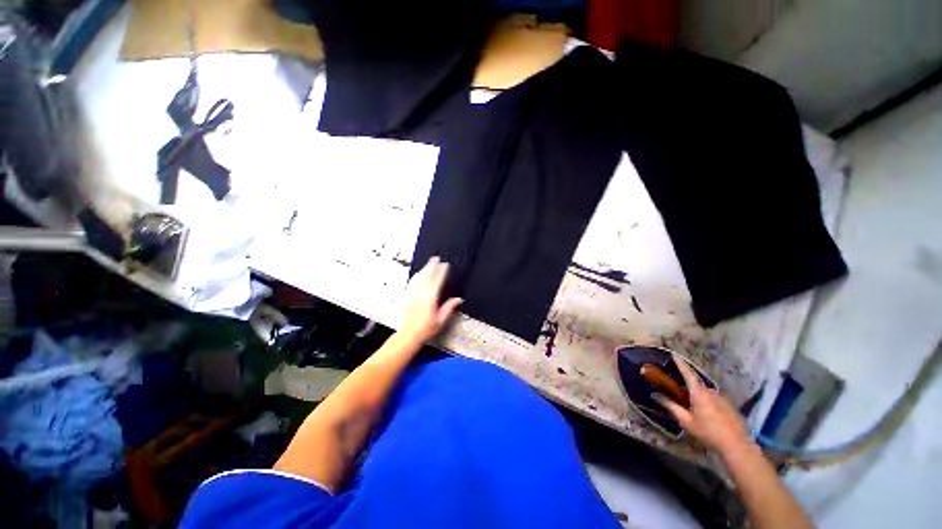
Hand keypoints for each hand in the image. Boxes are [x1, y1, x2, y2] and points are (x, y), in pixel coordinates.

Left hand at [400, 257, 463, 343]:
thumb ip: (449, 308)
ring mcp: (413, 295)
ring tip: (429, 263)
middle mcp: (421, 296)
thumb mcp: (441, 320)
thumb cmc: (426, 329)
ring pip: (419, 279)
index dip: (441, 273)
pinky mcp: (408, 297)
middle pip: (427, 277)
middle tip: (436, 258)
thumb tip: (458, 300)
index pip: (437, 282)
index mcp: (430, 300)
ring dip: (424, 269)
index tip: (445, 265)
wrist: (410, 334)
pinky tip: (418, 273)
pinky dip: (416, 276)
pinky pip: (412, 283)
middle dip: (432, 267)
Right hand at [653, 354, 751, 454]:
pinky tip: (707, 416)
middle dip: (687, 387)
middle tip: (679, 393)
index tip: (673, 354)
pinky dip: (707, 403)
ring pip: (705, 393)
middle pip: (696, 384)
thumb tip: (654, 395)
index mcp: (699, 392)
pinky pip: (714, 400)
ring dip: (697, 396)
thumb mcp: (686, 421)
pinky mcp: (729, 406)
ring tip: (693, 408)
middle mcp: (711, 391)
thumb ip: (671, 406)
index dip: (680, 363)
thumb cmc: (708, 432)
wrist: (737, 445)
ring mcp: (722, 398)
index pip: (688, 373)